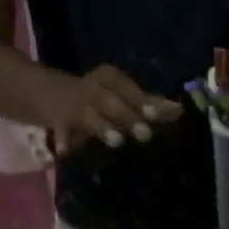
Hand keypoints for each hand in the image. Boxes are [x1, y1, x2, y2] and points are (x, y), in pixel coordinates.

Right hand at [45, 66, 181, 152]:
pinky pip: (60, 130)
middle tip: (146, 135)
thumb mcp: (122, 97)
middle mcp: (91, 88)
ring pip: (88, 116)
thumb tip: (179, 111)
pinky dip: (62, 139)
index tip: (156, 114)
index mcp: (108, 78)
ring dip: (102, 127)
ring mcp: (73, 105)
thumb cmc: (100, 99)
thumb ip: (149, 105)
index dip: (141, 100)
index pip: (126, 86)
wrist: (49, 94)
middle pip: (109, 101)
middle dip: (128, 116)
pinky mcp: (58, 121)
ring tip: (117, 141)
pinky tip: (64, 151)